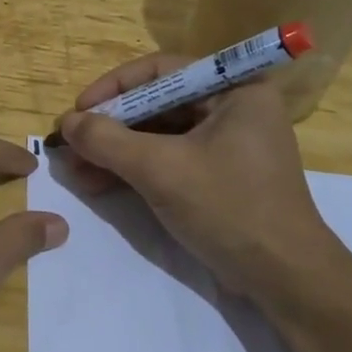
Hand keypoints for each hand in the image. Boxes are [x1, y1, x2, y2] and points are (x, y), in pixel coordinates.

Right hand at [54, 54, 347, 304]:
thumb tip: (66, 123)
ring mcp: (226, 143)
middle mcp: (232, 108)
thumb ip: (108, 141)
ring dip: (115, 152)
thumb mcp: (161, 170)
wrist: (285, 280)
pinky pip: (168, 159)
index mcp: (235, 90)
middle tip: (70, 145)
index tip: (78, 110)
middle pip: (156, 104)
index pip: (161, 71)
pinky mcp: (217, 175)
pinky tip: (98, 184)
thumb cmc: (229, 208)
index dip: (114, 88)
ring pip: (158, 135)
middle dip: (110, 127)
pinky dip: (134, 169)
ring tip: (75, 170)